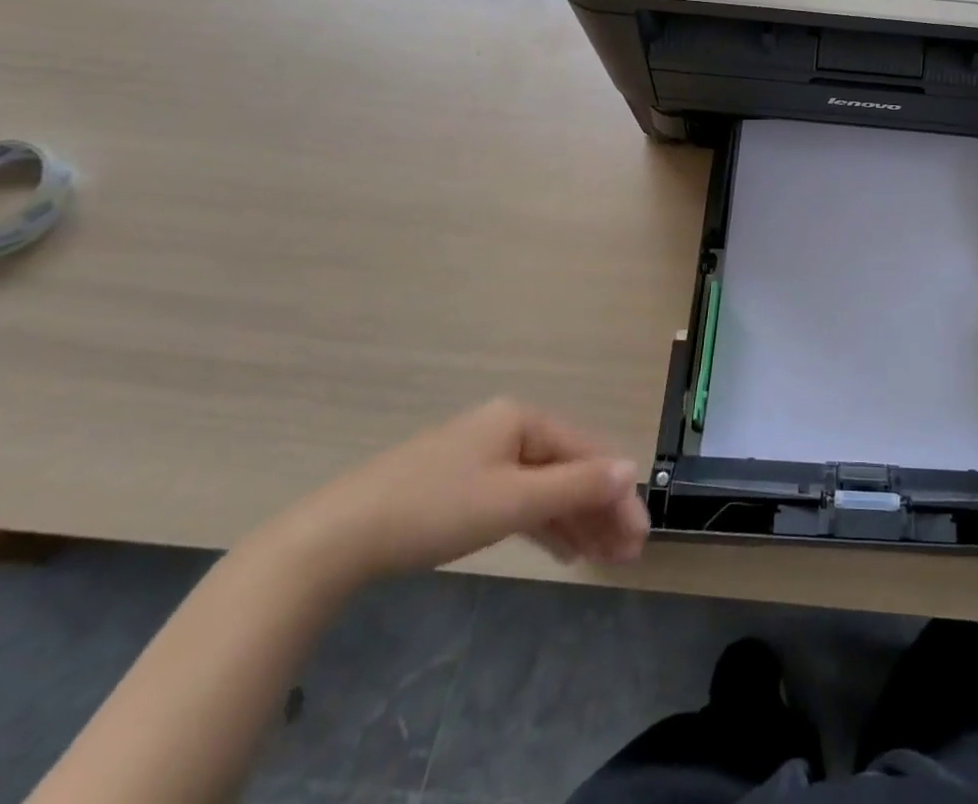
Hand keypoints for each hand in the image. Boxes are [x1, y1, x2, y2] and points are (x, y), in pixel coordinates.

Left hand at [292, 400, 650, 581]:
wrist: (336, 537)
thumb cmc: (434, 509)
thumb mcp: (512, 500)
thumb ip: (575, 485)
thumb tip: (631, 469)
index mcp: (522, 419)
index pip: (587, 452)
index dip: (617, 492)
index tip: (640, 534)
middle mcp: (507, 429)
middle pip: (568, 468)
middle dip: (599, 510)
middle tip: (627, 553)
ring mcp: (482, 457)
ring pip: (544, 487)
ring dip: (575, 520)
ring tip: (601, 557)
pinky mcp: (461, 486)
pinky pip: (517, 499)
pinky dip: (542, 523)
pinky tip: (561, 549)